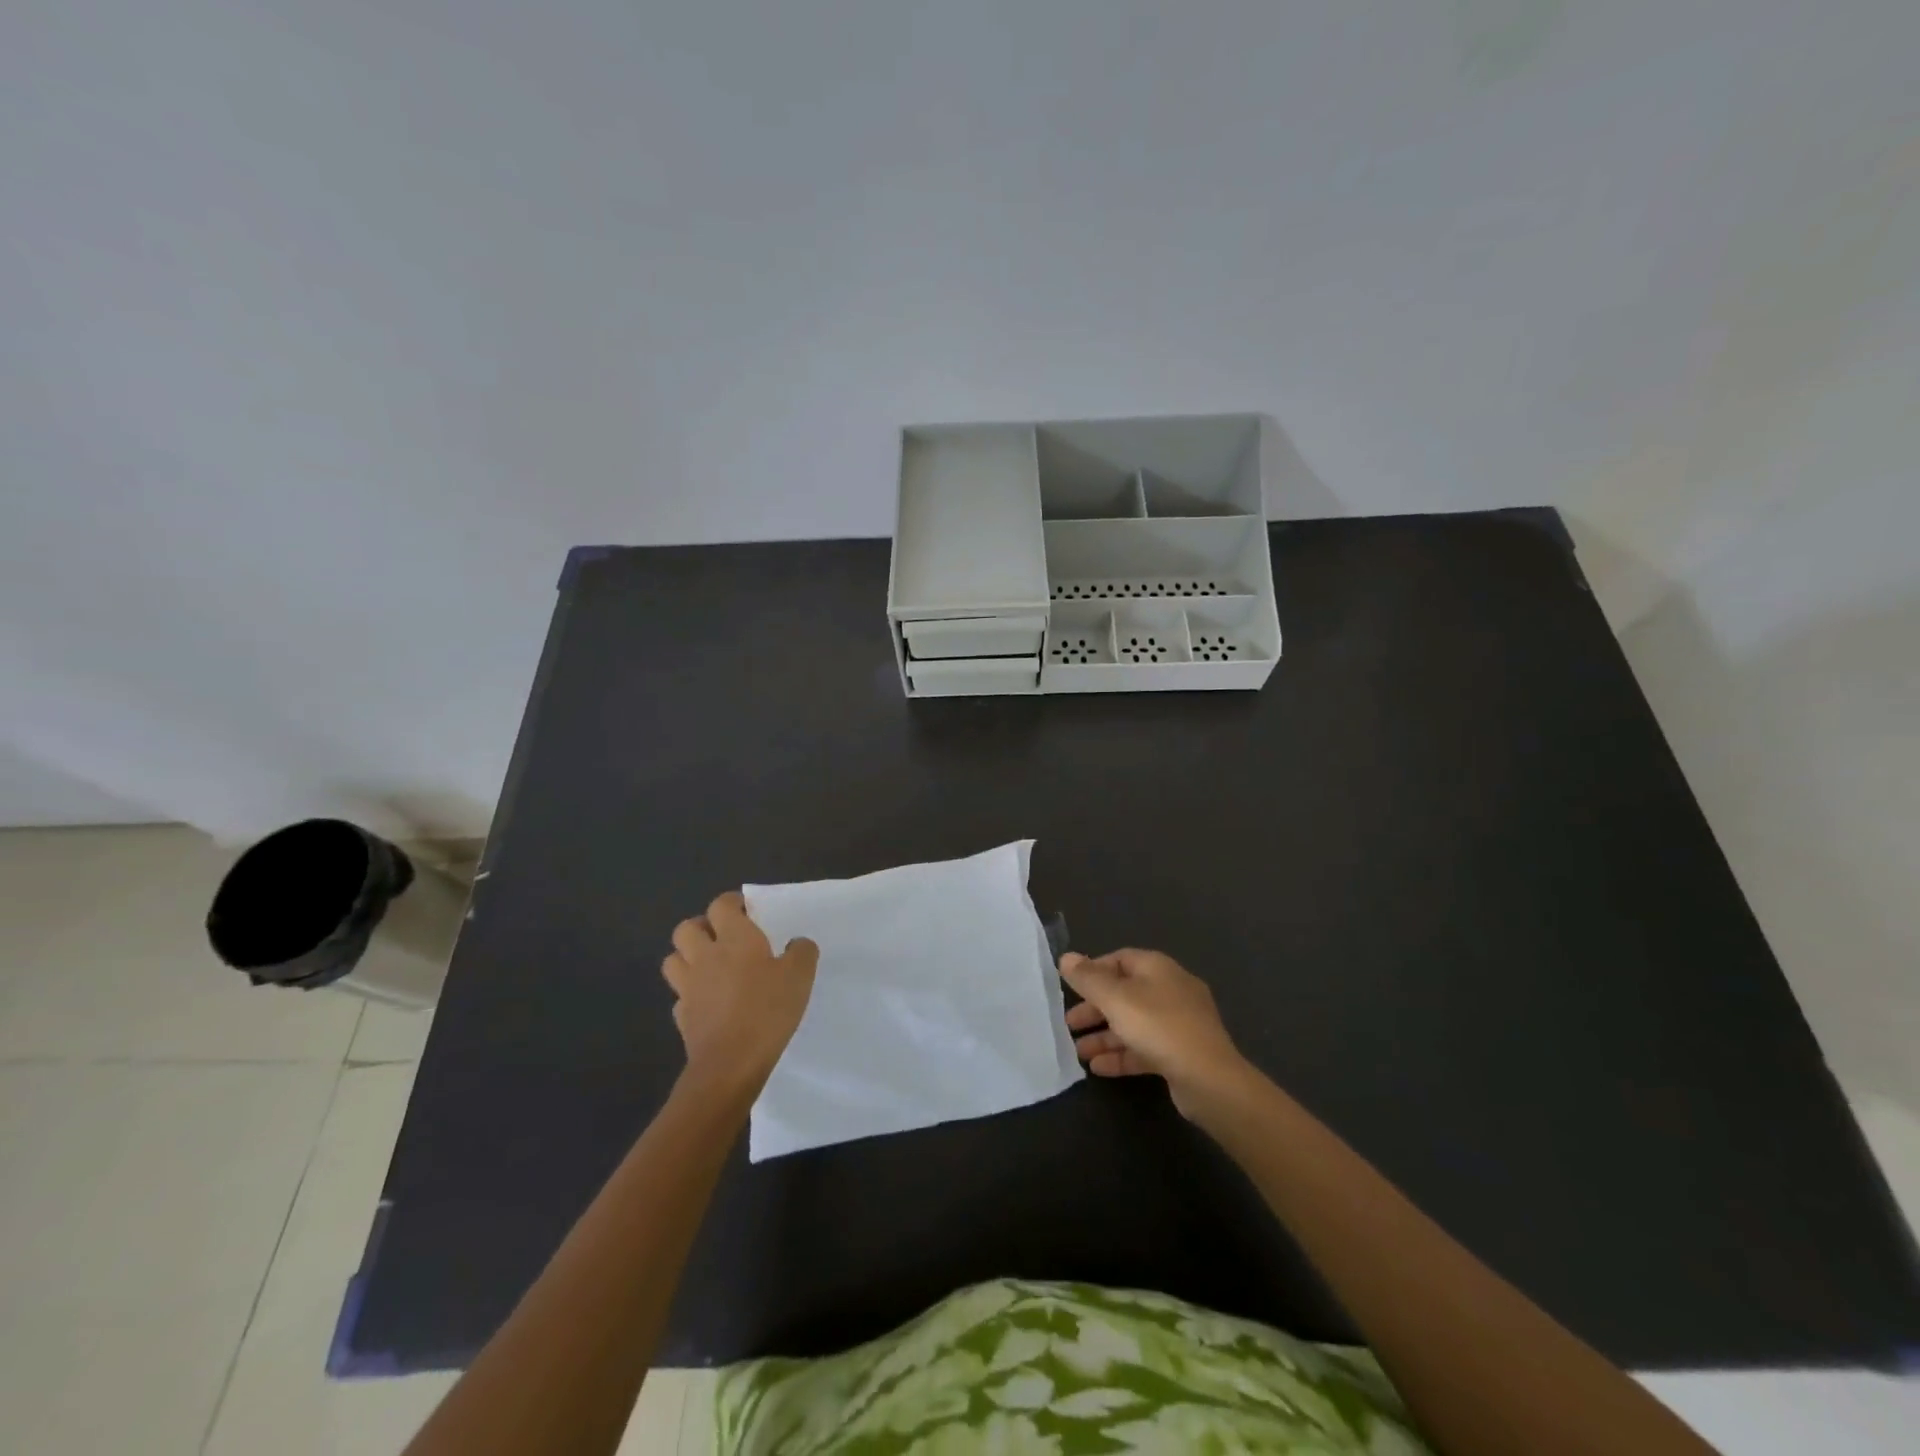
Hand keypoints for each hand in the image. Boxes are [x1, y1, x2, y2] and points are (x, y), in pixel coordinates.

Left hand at [663, 892, 817, 1101]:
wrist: (730, 1063)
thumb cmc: (767, 1010)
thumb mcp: (800, 976)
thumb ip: (802, 952)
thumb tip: (796, 943)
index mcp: (735, 939)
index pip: (721, 905)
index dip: (731, 903)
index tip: (746, 910)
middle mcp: (706, 956)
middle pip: (686, 928)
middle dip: (702, 927)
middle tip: (723, 936)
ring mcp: (688, 987)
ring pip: (674, 959)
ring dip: (687, 956)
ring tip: (709, 966)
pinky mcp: (682, 1016)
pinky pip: (680, 995)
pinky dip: (690, 993)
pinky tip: (708, 1002)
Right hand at [1060, 948, 1252, 1118]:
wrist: (1209, 1080)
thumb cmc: (1158, 1027)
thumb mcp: (1116, 999)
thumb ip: (1088, 979)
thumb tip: (1066, 957)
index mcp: (1158, 968)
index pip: (1120, 959)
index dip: (1093, 971)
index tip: (1071, 988)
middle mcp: (1170, 990)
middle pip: (1124, 993)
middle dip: (1094, 1009)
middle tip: (1069, 1024)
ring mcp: (1178, 1023)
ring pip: (1133, 1024)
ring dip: (1104, 1036)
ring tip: (1078, 1052)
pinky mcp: (1180, 1053)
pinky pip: (1144, 1048)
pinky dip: (1121, 1055)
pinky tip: (1098, 1069)